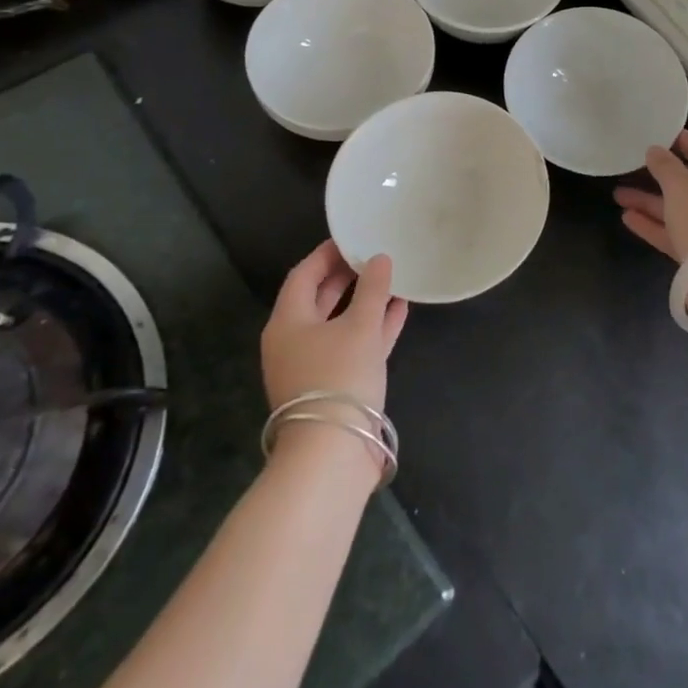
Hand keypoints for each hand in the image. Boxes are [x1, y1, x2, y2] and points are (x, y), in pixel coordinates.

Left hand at [261, 240, 408, 413]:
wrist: (334, 451)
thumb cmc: (339, 376)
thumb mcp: (360, 326)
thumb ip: (373, 289)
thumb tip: (380, 259)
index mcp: (287, 323)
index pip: (304, 275)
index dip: (327, 254)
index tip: (352, 237)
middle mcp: (294, 342)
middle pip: (319, 299)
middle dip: (346, 276)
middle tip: (373, 254)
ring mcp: (313, 365)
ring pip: (339, 323)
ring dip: (364, 301)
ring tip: (392, 278)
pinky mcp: (334, 385)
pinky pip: (353, 345)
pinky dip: (373, 327)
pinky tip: (399, 311)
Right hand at [612, 130, 687, 263]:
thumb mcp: (679, 184)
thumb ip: (664, 165)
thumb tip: (655, 151)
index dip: (680, 140)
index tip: (658, 133)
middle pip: (686, 181)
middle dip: (656, 176)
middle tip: (630, 166)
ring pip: (676, 208)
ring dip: (648, 201)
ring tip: (618, 194)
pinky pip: (673, 231)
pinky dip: (652, 224)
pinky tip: (627, 218)